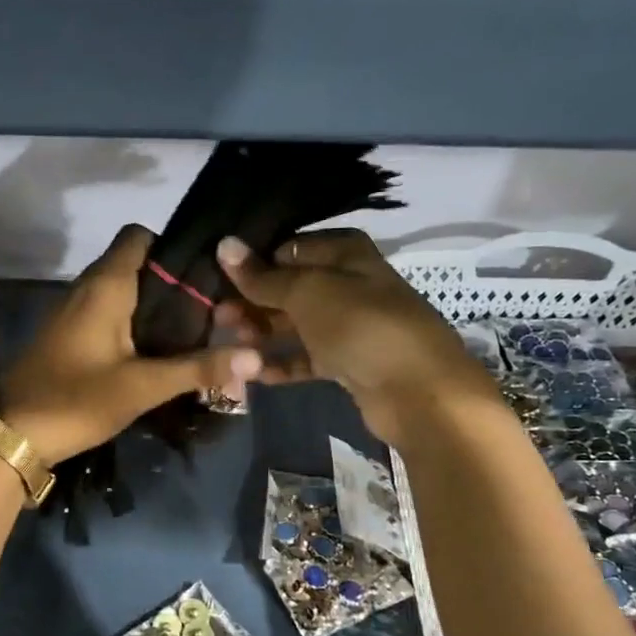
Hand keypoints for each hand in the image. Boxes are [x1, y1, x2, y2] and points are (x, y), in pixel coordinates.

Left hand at [0, 225, 261, 464]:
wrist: (11, 433)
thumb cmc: (75, 400)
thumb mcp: (142, 387)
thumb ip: (198, 369)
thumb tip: (256, 357)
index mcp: (105, 285)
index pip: (139, 236)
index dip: (173, 247)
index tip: (206, 276)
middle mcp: (88, 288)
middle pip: (136, 264)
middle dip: (172, 283)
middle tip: (213, 311)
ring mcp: (74, 312)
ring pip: (122, 292)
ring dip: (153, 307)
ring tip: (193, 332)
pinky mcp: (69, 336)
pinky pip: (108, 315)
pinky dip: (133, 325)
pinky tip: (155, 354)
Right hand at [215, 229, 500, 445]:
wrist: (418, 390)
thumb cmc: (361, 326)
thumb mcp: (307, 293)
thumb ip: (263, 276)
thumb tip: (224, 244)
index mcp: (345, 255)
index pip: (289, 250)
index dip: (254, 264)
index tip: (218, 279)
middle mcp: (348, 286)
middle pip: (290, 289)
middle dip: (253, 301)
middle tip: (217, 317)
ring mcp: (349, 327)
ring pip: (296, 325)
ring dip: (262, 333)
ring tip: (231, 343)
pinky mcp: (348, 364)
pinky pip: (306, 358)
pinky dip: (282, 363)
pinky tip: (253, 373)